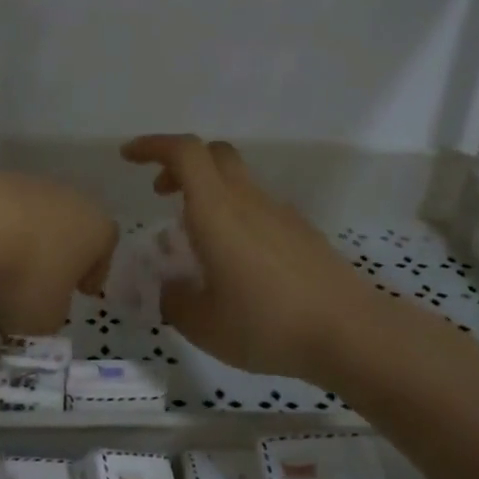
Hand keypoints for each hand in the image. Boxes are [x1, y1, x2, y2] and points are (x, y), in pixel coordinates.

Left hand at [0, 159, 117, 336]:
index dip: (92, 275)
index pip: (104, 252)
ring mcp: (33, 185)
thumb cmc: (27, 275)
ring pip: (33, 223)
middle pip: (68, 233)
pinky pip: (1, 215)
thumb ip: (50, 317)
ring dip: (20, 247)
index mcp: (98, 230)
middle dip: (53, 260)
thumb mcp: (45, 318)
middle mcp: (72, 200)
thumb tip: (42, 310)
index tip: (80, 291)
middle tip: (36, 287)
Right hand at [120, 135, 365, 383]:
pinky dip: (234, 215)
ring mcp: (280, 213)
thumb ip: (172, 299)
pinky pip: (258, 207)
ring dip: (208, 193)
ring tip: (195, 240)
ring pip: (237, 181)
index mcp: (217, 212)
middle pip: (214, 154)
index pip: (185, 152)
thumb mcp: (202, 323)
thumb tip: (164, 286)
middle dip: (180, 164)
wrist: (350, 333)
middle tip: (161, 192)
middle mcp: (248, 201)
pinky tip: (236, 261)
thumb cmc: (267, 324)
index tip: (128, 157)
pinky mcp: (302, 232)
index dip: (153, 145)